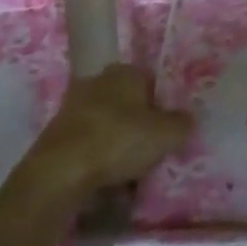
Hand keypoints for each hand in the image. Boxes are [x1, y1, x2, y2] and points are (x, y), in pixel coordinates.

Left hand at [24, 64, 192, 202]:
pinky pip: (89, 140)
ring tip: (131, 168)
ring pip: (108, 122)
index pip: (151, 82)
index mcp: (125, 72)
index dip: (163, 105)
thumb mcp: (166, 134)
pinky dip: (98, 153)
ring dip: (118, 140)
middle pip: (128, 102)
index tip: (169, 130)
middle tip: (152, 149)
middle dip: (139, 123)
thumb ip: (182, 124)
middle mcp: (97, 80)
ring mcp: (74, 104)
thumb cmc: (119, 140)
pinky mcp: (58, 129)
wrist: (62, 168)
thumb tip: (188, 119)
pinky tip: (107, 174)